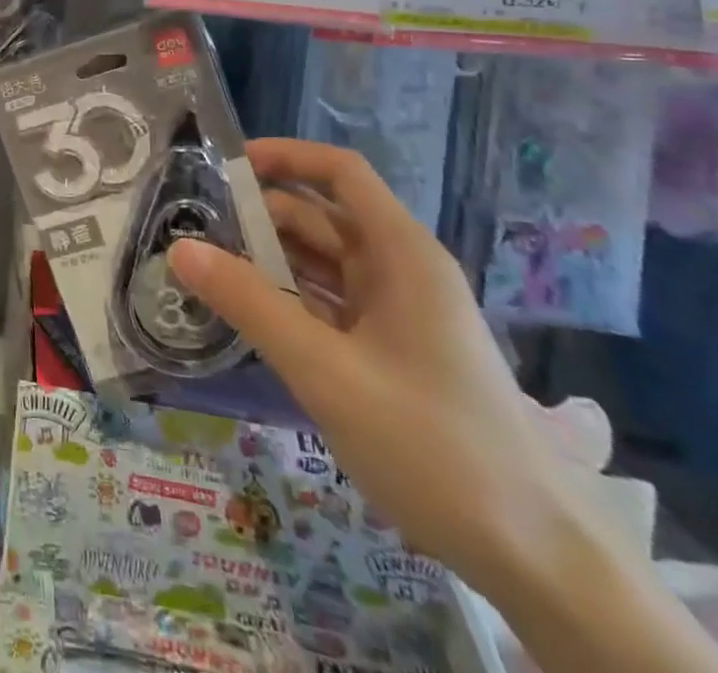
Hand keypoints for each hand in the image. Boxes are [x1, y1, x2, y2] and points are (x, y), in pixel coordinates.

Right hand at [169, 139, 603, 598]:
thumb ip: (250, 304)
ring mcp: (399, 314)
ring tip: (207, 268)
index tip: (225, 167)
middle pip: (323, 217)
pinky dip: (289, 301)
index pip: (341, 173)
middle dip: (261, 216)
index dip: (285, 157)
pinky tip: (248, 315)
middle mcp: (402, 271)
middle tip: (195, 229)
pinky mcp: (393, 352)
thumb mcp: (327, 371)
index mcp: (402, 254)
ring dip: (269, 261)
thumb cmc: (434, 446)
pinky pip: (331, 306)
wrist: (537, 560)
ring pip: (323, 264)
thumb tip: (180, 248)